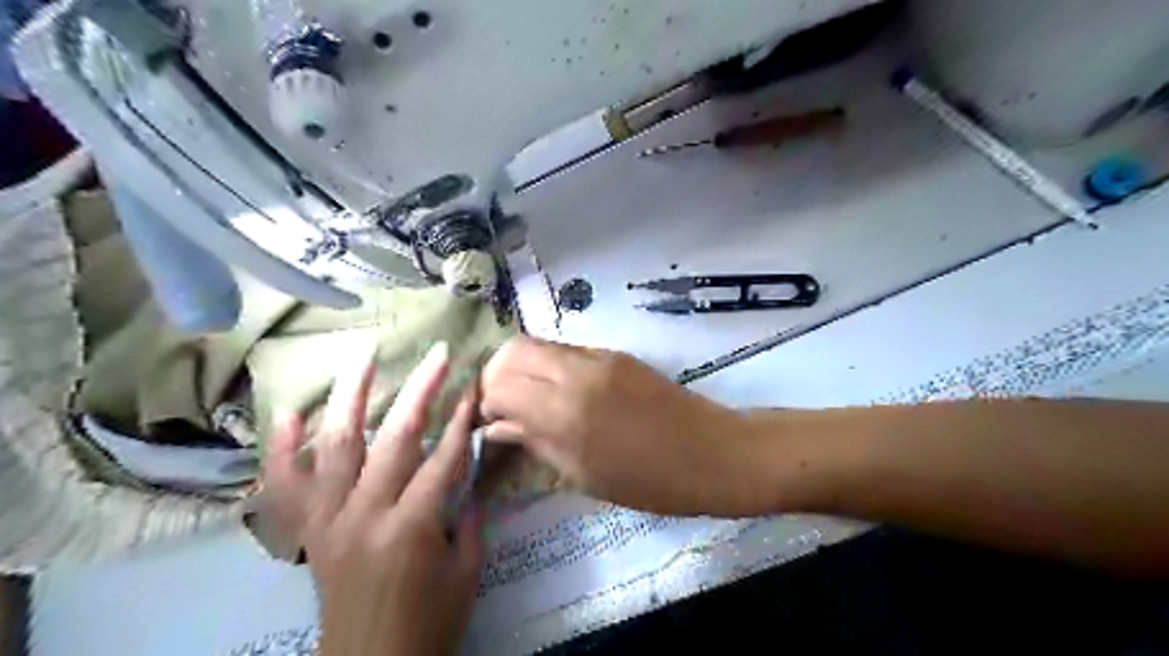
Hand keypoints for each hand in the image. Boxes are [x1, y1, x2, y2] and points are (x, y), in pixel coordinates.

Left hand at [263, 344, 479, 654]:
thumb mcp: (467, 568)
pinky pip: (285, 484)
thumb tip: (470, 467)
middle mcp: (366, 514)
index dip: (463, 418)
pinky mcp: (307, 532)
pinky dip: (284, 446)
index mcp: (413, 527)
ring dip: (351, 395)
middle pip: (395, 437)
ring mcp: (328, 520)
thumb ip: (470, 512)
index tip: (474, 384)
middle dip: (422, 390)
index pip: (444, 457)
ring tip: (364, 357)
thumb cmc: (431, 621)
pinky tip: (290, 410)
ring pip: (337, 444)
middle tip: (438, 355)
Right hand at [481, 339, 762, 516]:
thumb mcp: (583, 474)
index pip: (499, 384)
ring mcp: (599, 357)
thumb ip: (535, 441)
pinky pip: (565, 350)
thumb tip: (496, 426)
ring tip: (526, 401)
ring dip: (520, 368)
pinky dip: (547, 366)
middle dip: (495, 377)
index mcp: (566, 410)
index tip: (485, 424)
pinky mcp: (615, 353)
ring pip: (537, 344)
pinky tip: (558, 394)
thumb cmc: (650, 481)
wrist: (713, 452)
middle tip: (501, 409)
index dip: (484, 403)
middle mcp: (576, 372)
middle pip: (512, 350)